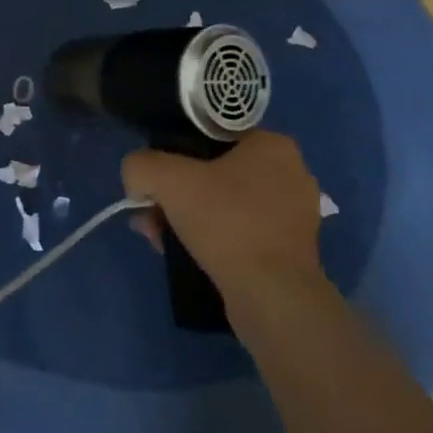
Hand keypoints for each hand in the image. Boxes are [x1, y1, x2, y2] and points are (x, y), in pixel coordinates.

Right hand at [121, 132, 331, 306]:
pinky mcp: (290, 251)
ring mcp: (294, 215)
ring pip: (224, 205)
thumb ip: (141, 166)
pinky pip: (240, 233)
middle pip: (215, 173)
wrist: (272, 297)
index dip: (177, 154)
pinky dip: (212, 240)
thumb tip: (138, 182)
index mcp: (273, 145)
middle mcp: (290, 174)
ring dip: (188, 218)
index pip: (212, 136)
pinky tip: (184, 254)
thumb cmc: (226, 222)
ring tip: (159, 237)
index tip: (157, 180)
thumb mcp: (167, 179)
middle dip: (177, 194)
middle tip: (152, 213)